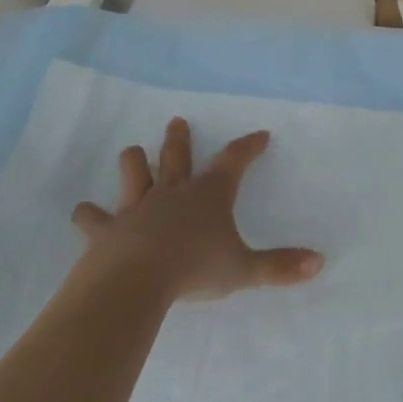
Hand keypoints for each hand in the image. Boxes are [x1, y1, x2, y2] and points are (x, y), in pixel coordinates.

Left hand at [72, 118, 323, 301]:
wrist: (136, 281)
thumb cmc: (195, 268)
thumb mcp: (244, 270)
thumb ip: (280, 266)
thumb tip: (319, 262)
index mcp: (209, 195)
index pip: (234, 161)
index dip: (249, 147)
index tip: (260, 135)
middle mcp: (174, 192)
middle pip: (177, 157)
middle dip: (180, 140)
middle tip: (176, 121)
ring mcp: (138, 208)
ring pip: (135, 174)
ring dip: (135, 163)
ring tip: (133, 151)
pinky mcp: (108, 229)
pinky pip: (96, 218)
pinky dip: (90, 215)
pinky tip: (83, 212)